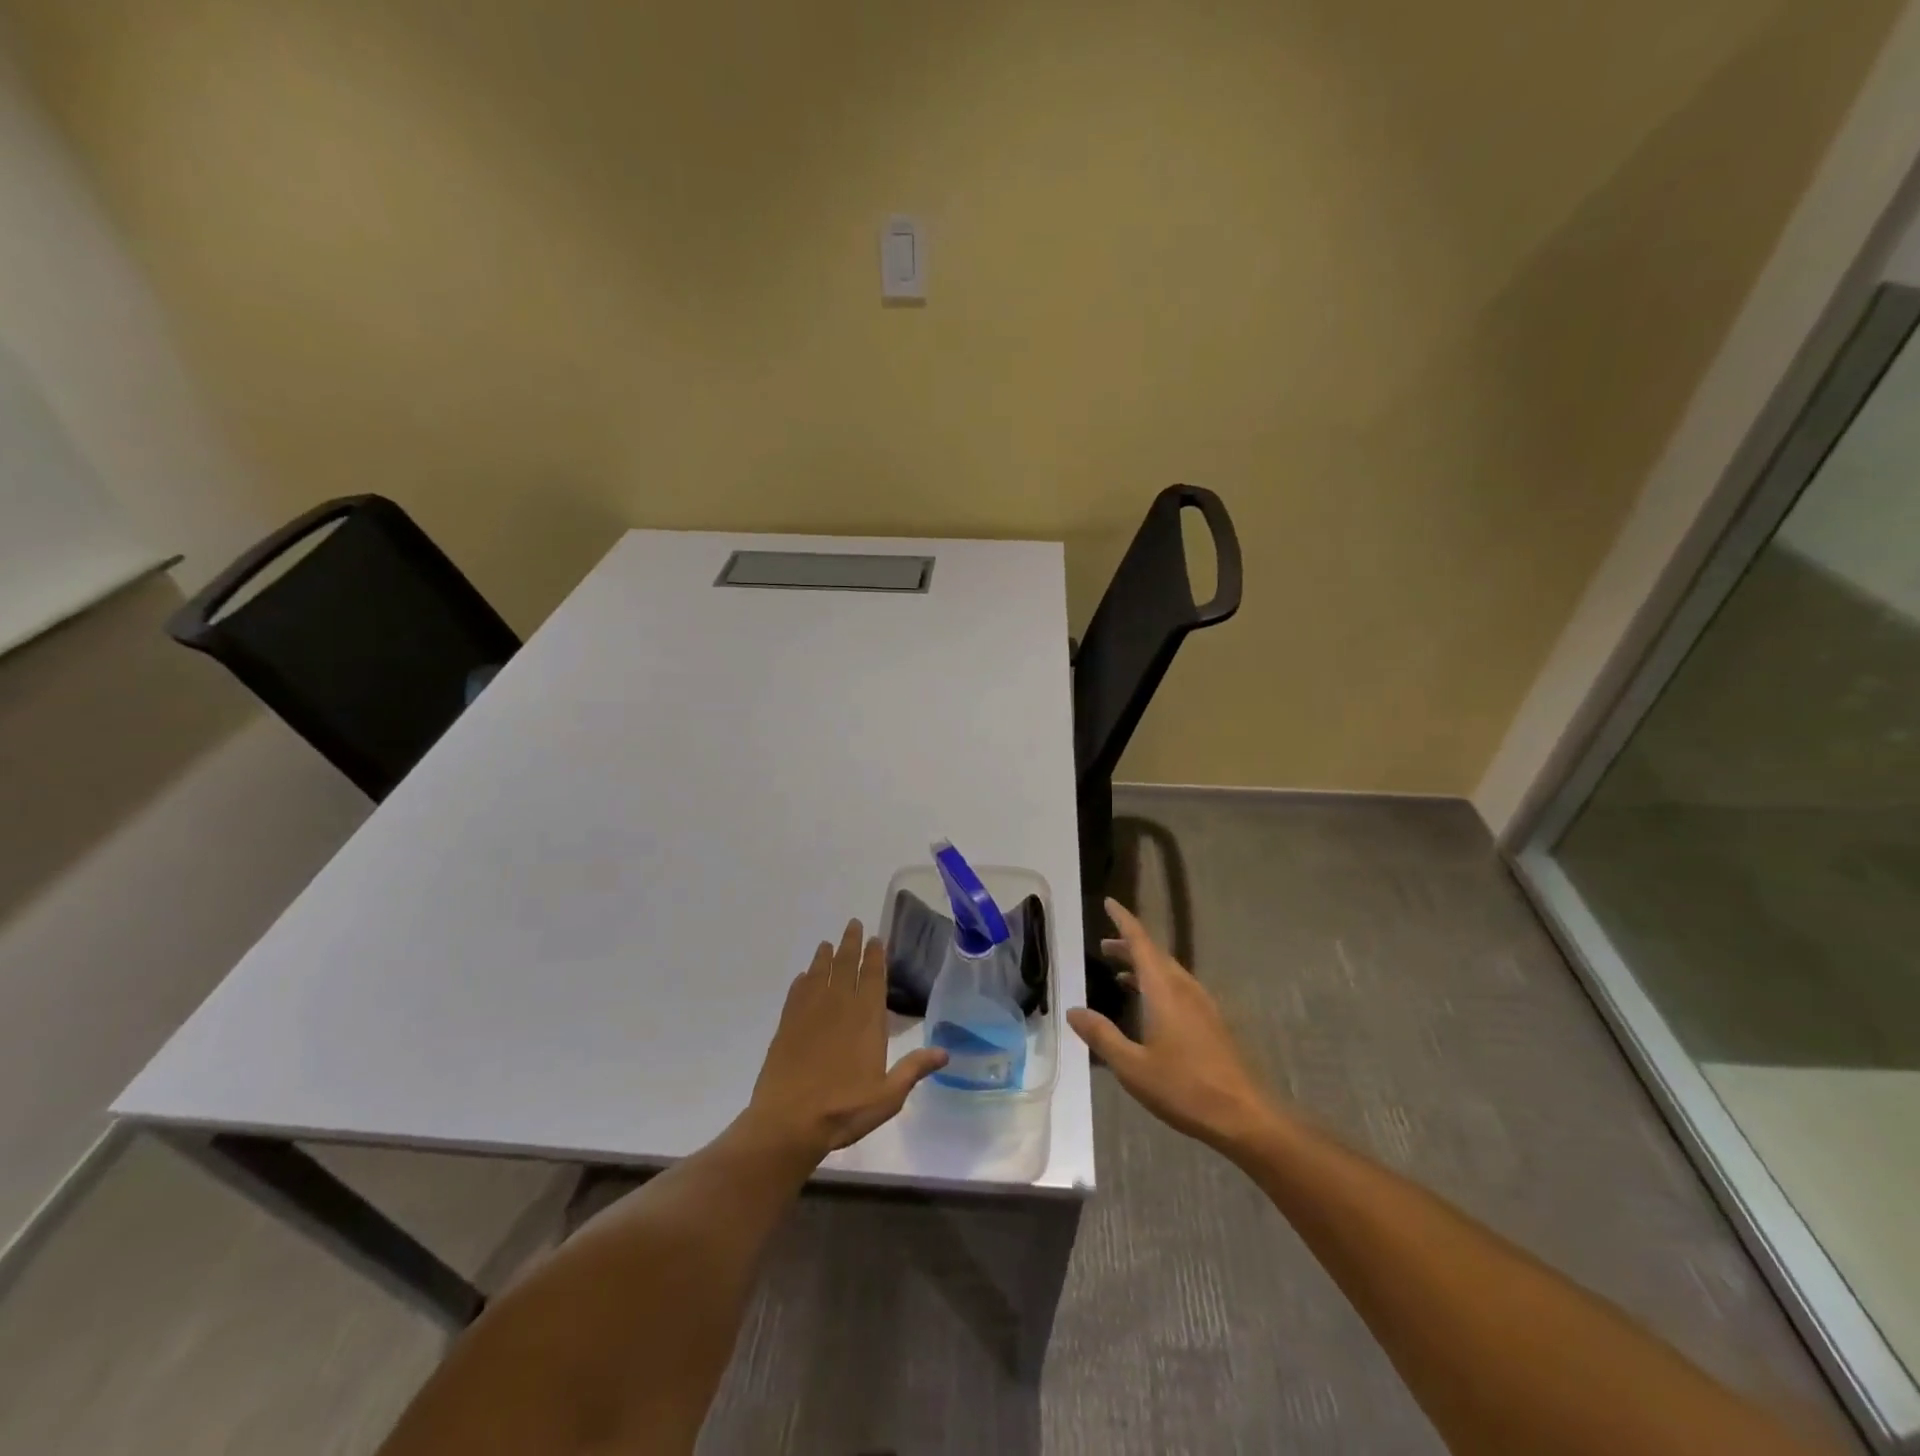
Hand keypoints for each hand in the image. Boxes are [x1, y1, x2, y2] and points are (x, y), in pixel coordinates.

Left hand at [747, 919, 947, 1160]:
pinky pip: (796, 993)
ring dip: (825, 956)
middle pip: (845, 965)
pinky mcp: (786, 1025)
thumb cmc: (843, 1108)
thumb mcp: (888, 1096)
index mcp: (866, 1018)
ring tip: (827, 944)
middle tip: (853, 924)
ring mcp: (809, 1013)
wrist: (788, 1122)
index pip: (872, 977)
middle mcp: (838, 1006)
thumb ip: (914, 1069)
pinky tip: (803, 978)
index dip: (874, 955)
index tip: (876, 938)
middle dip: (851, 944)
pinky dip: (802, 981)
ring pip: (819, 974)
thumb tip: (945, 1052)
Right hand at [1067, 899, 1274, 1148]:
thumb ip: (1102, 1035)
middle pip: (1154, 954)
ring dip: (1143, 966)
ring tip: (1120, 973)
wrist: (1243, 1115)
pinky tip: (1149, 1006)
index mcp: (1164, 990)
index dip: (1123, 921)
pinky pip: (1178, 988)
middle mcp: (1184, 988)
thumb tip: (1073, 1011)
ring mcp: (1201, 1005)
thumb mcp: (1132, 1066)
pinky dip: (1157, 983)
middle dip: (1129, 945)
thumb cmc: (1184, 1088)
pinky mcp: (1210, 1022)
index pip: (1140, 942)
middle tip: (1104, 945)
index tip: (1109, 902)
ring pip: (1168, 971)